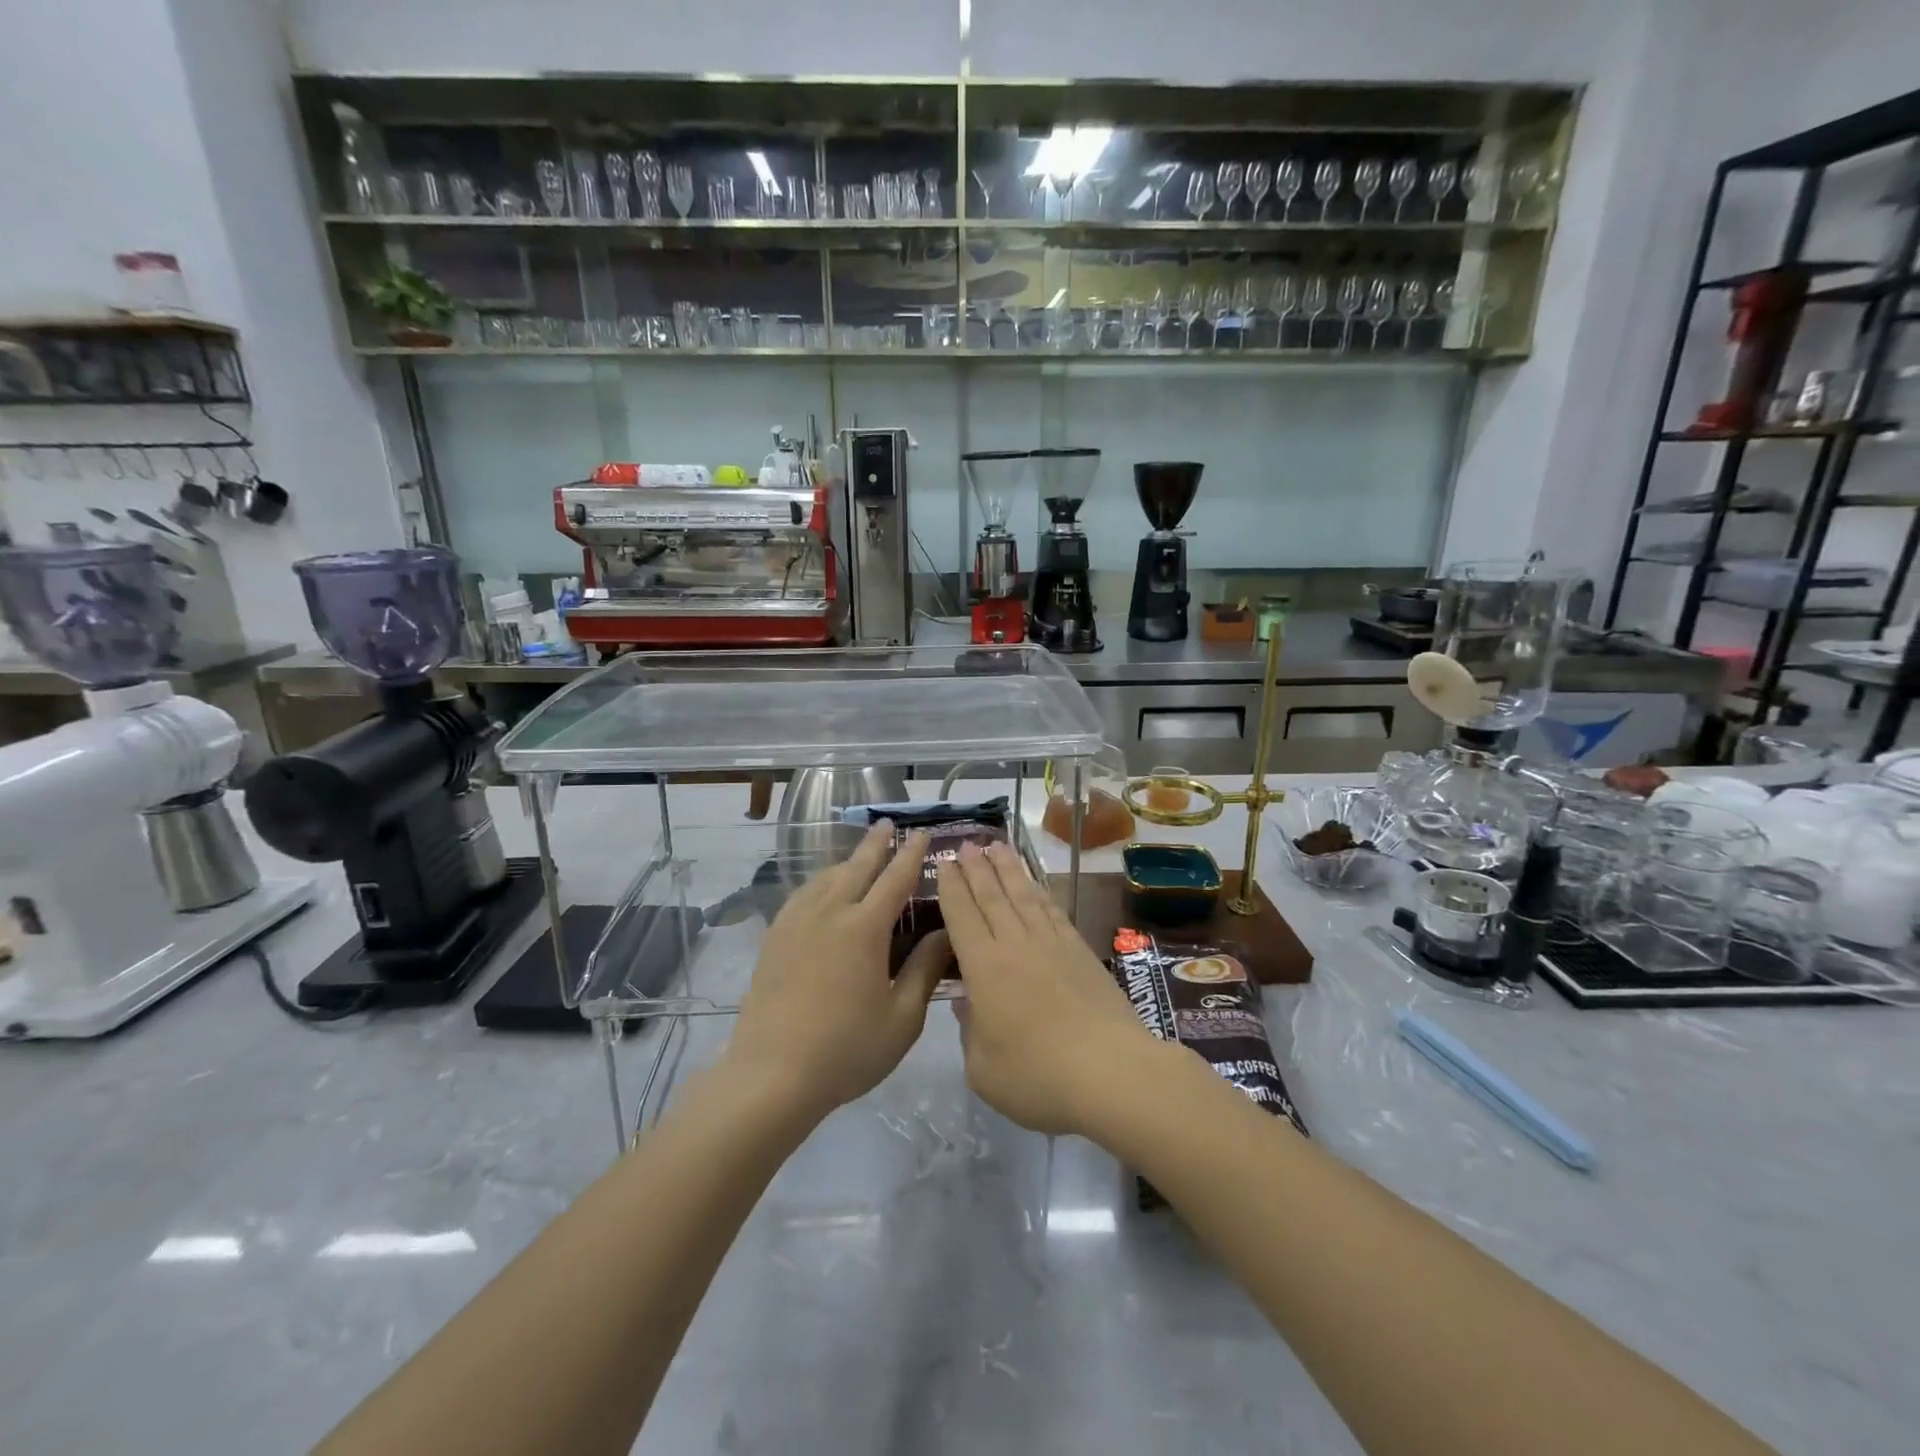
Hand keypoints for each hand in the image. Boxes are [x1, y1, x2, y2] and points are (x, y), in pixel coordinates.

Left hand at [726, 823, 949, 1120]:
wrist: (771, 1075)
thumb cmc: (846, 1050)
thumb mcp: (902, 1017)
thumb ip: (925, 969)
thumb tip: (946, 933)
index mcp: (864, 928)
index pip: (895, 878)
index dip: (911, 854)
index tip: (922, 833)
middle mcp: (829, 912)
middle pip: (856, 866)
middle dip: (876, 843)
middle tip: (888, 823)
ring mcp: (796, 922)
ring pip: (826, 877)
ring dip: (847, 861)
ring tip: (859, 857)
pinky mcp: (774, 938)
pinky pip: (802, 895)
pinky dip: (820, 882)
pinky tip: (821, 892)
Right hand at [937, 840, 1153, 1134]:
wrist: (1112, 1072)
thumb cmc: (1038, 1078)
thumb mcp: (984, 1070)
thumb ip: (969, 1032)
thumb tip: (966, 1003)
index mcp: (985, 967)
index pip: (962, 916)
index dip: (951, 887)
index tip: (945, 863)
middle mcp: (1016, 944)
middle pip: (992, 896)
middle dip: (977, 868)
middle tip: (966, 843)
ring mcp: (1052, 944)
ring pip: (1024, 895)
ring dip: (1008, 869)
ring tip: (997, 846)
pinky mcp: (1081, 951)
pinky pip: (1053, 910)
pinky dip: (1040, 892)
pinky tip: (1035, 885)